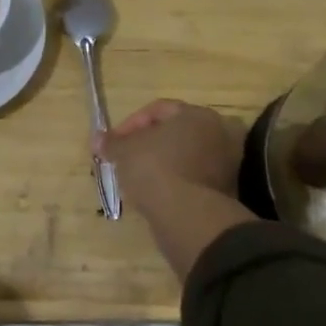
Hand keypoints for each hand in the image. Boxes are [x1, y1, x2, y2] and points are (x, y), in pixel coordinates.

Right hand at [101, 100, 252, 281]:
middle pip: (177, 131)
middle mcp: (219, 133)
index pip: (159, 109)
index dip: (131, 124)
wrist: (187, 216)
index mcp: (198, 114)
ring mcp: (227, 163)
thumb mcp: (124, 152)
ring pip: (187, 155)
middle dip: (151, 142)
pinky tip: (157, 192)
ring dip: (165, 162)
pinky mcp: (227, 190)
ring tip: (140, 176)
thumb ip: (111, 143)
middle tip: (129, 156)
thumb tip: (97, 139)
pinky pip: (195, 177)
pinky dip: (177, 180)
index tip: (114, 142)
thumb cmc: (155, 169)